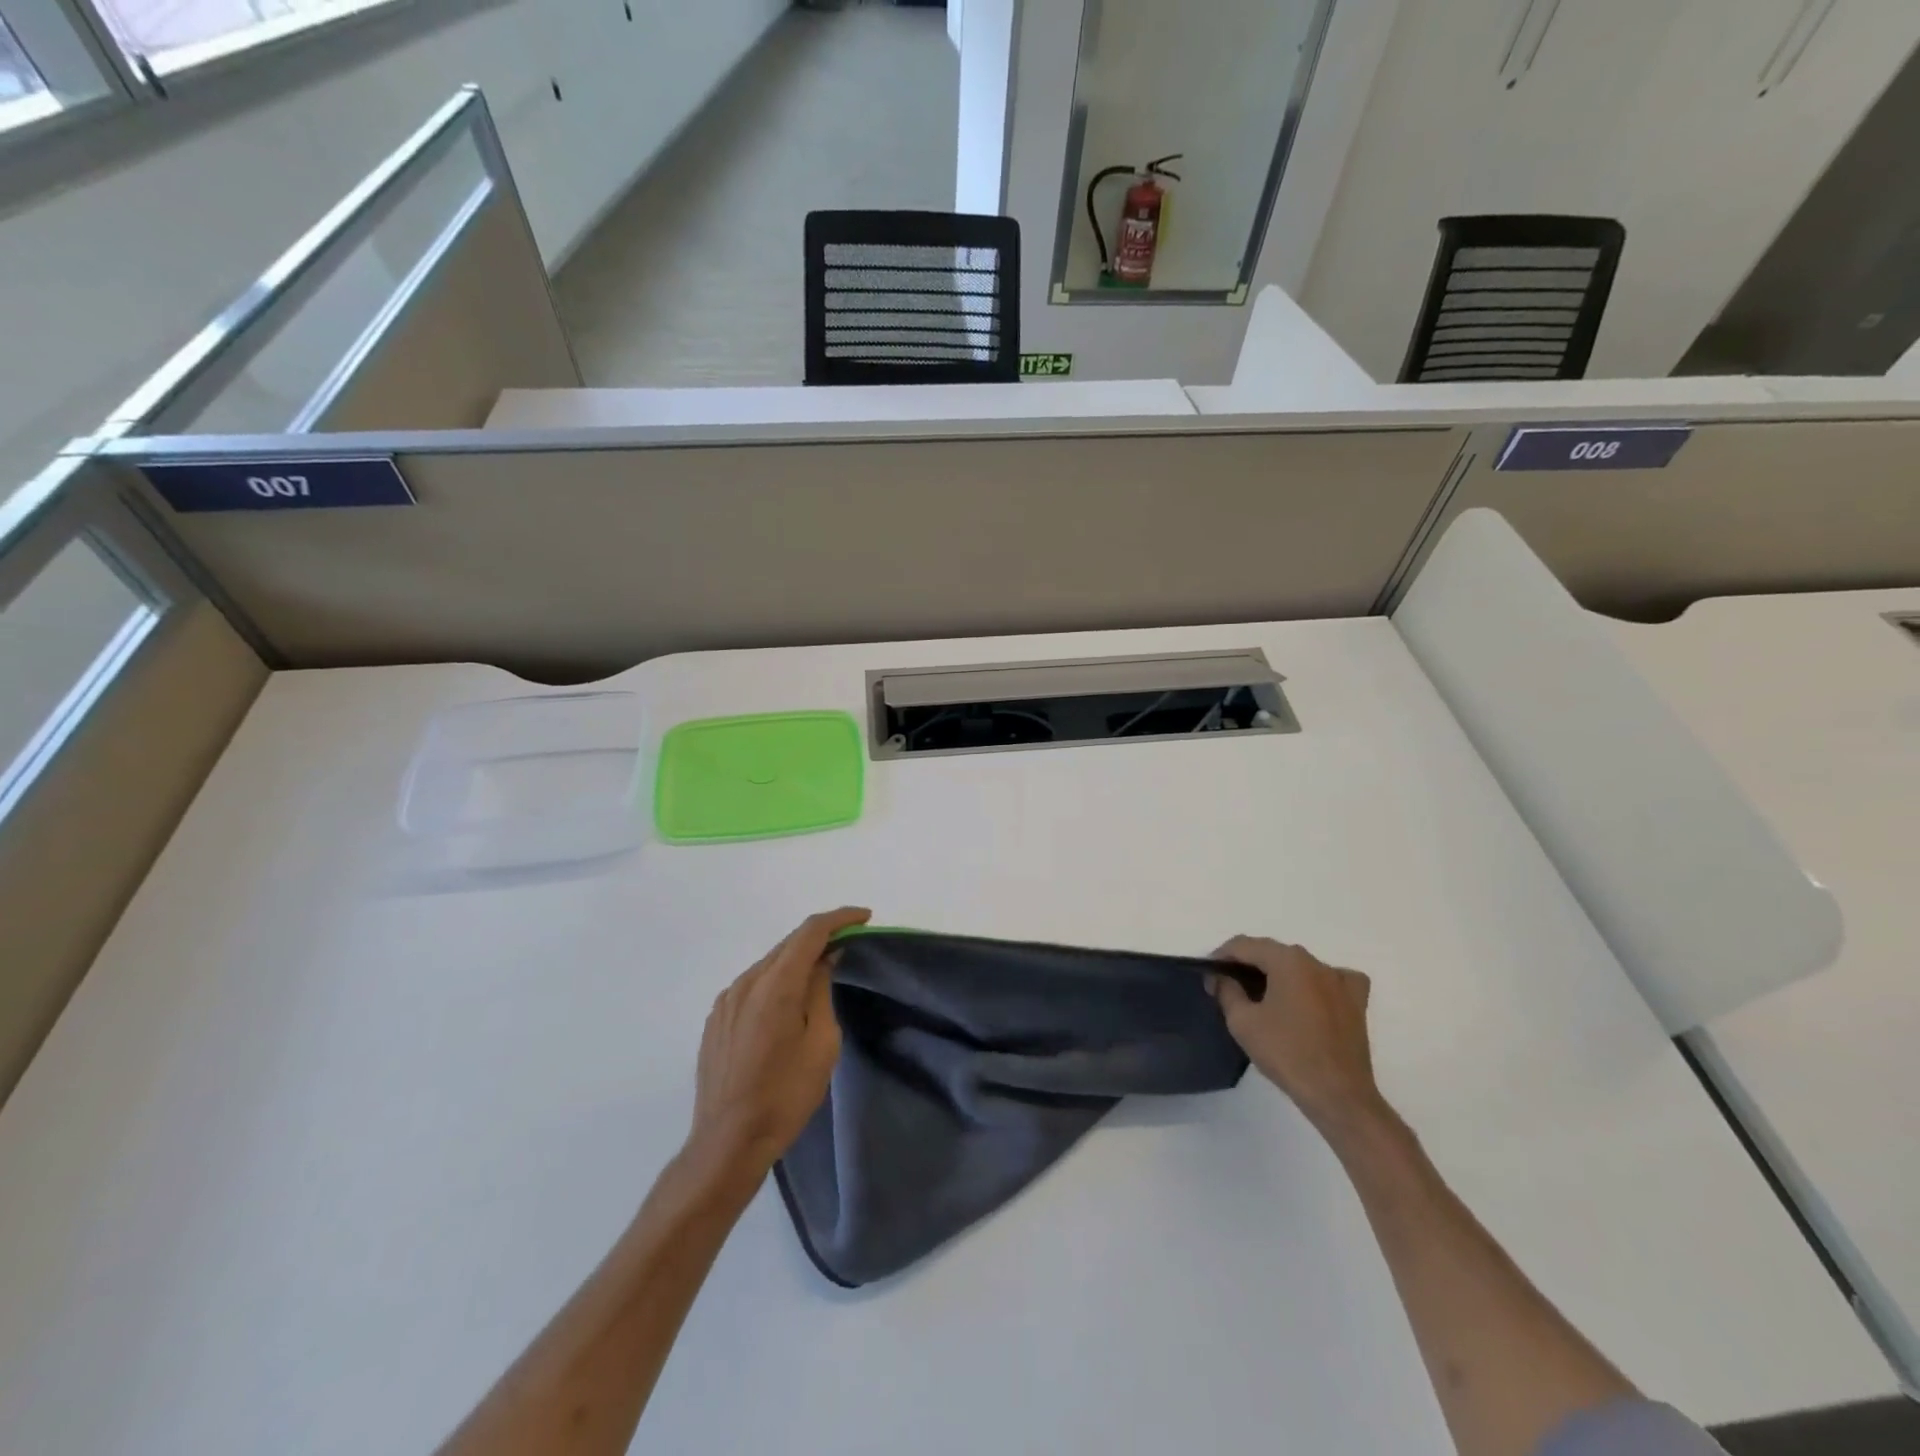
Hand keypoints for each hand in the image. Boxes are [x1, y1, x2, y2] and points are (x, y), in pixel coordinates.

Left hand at [686, 907, 870, 1180]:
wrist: (727, 1143)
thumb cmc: (785, 1095)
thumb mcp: (821, 1043)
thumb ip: (821, 991)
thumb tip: (824, 959)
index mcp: (774, 986)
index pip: (809, 933)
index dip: (839, 919)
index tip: (864, 918)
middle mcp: (745, 983)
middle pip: (787, 944)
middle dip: (820, 937)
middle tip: (849, 942)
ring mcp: (726, 1001)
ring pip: (769, 963)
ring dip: (797, 959)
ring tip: (822, 970)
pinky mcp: (716, 1019)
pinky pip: (752, 985)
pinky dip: (776, 979)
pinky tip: (788, 1000)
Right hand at [1210, 937, 1386, 1135]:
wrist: (1338, 1095)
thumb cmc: (1286, 1054)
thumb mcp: (1243, 1022)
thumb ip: (1226, 990)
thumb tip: (1219, 976)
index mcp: (1288, 960)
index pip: (1245, 945)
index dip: (1221, 956)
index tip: (1209, 975)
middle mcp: (1316, 962)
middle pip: (1272, 952)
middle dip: (1247, 965)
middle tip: (1228, 986)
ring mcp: (1340, 980)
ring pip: (1299, 965)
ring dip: (1278, 973)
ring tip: (1262, 995)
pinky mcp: (1357, 1002)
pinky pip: (1332, 979)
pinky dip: (1316, 982)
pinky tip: (1310, 996)